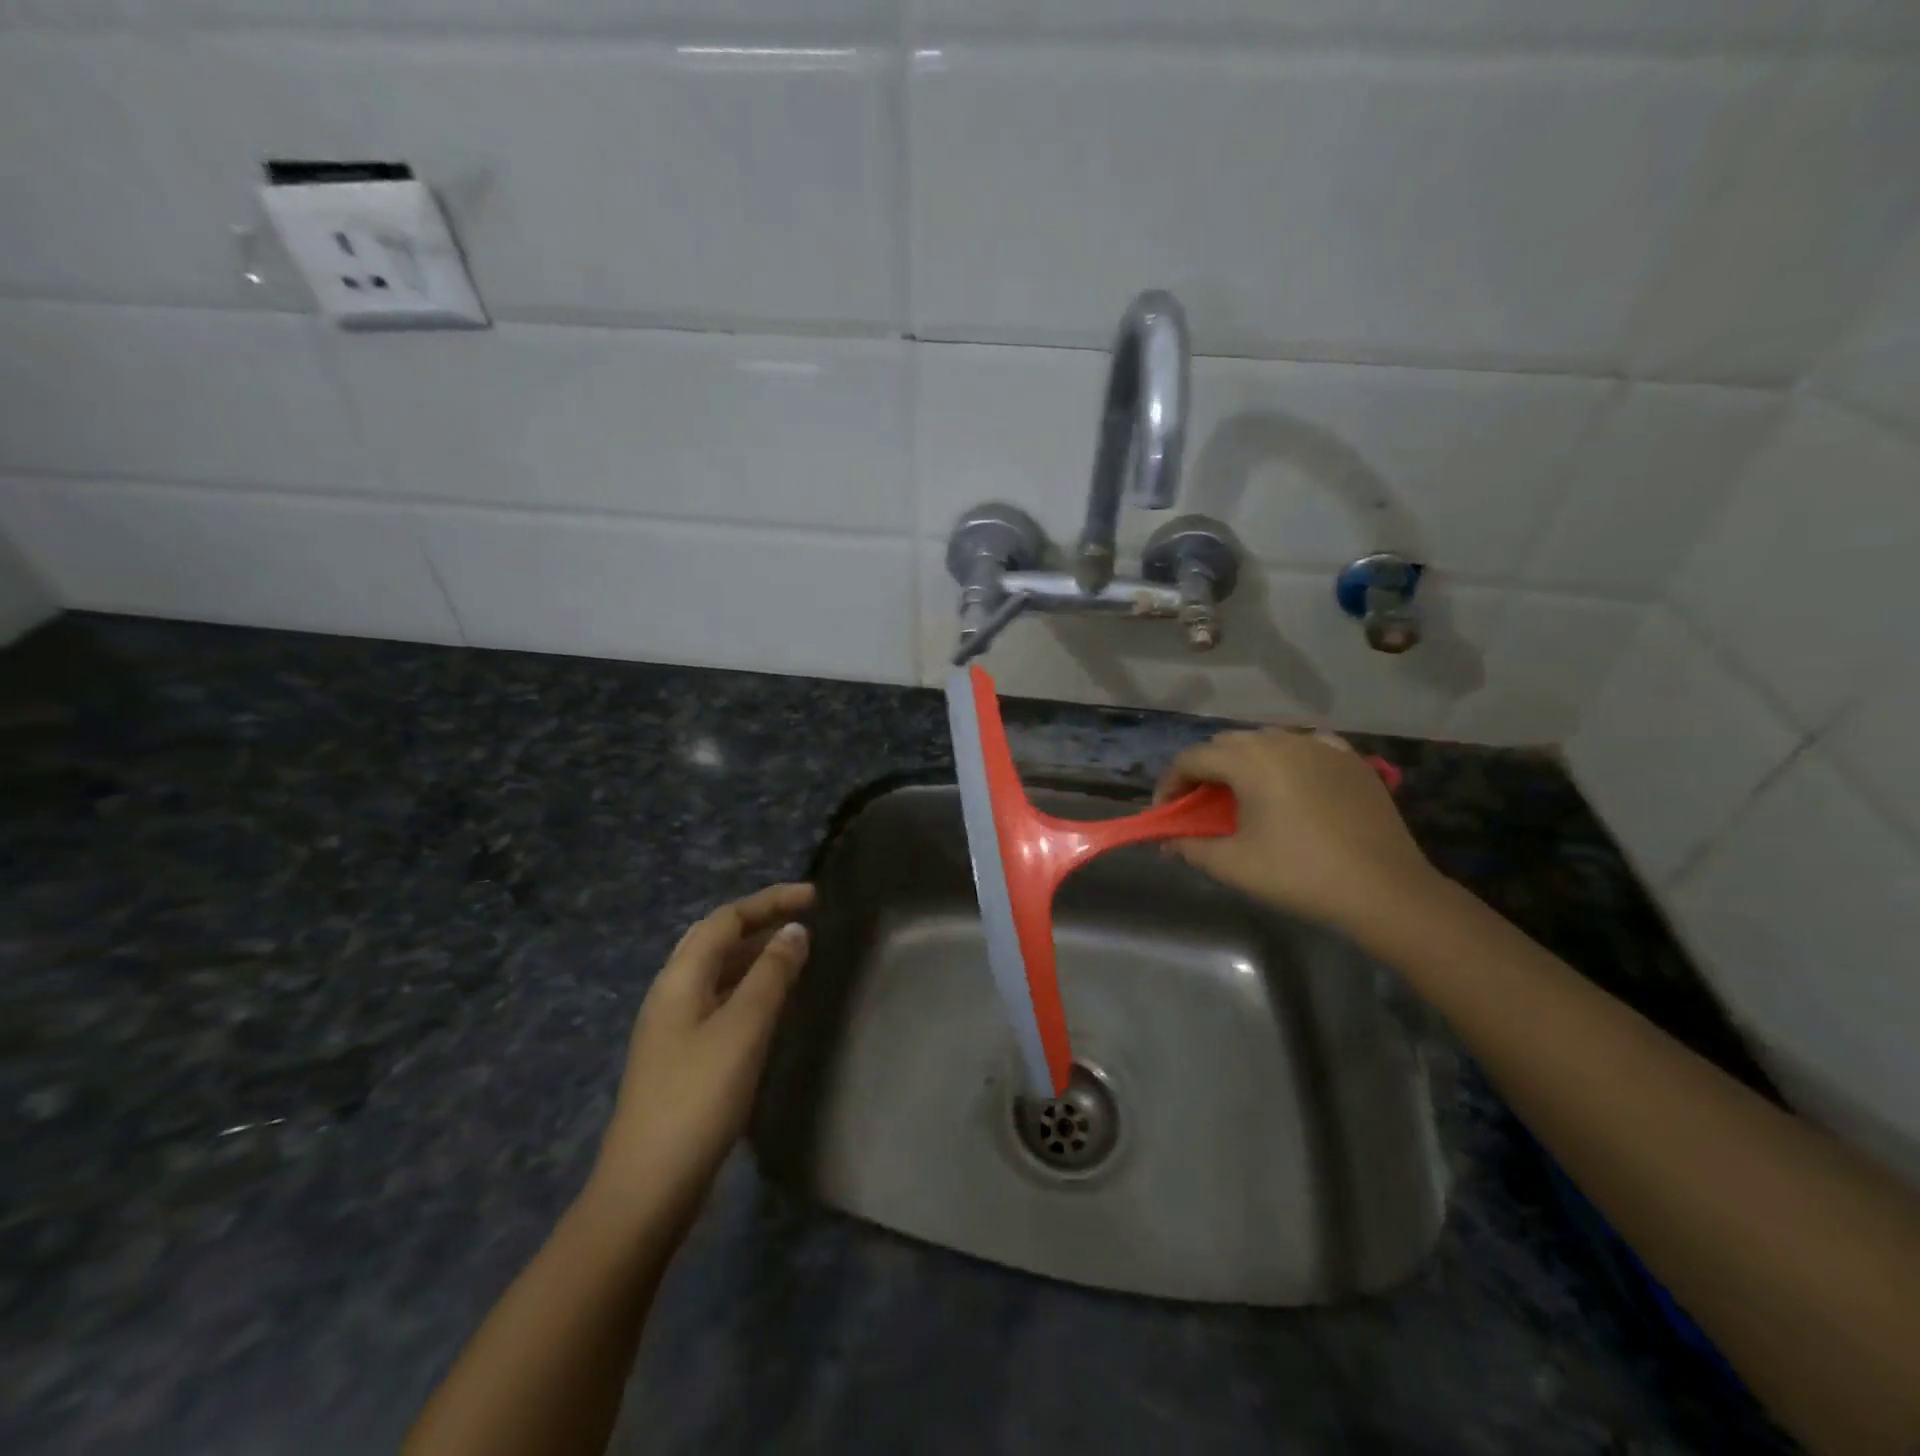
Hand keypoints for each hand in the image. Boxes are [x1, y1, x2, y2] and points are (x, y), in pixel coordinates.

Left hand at [586, 882, 813, 1235]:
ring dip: (755, 953)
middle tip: (804, 918)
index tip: (814, 897)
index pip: (726, 919)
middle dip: (760, 920)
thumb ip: (771, 975)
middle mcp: (672, 993)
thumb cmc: (698, 1099)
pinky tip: (772, 1004)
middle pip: (716, 939)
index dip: (769, 901)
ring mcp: (673, 1027)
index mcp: (680, 979)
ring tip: (796, 953)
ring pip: (718, 971)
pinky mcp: (682, 1056)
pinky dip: (749, 986)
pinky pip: (720, 1000)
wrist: (647, 1188)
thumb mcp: (743, 1029)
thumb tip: (795, 931)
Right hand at [1156, 730, 1440, 938]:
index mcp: (1251, 760)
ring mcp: (1322, 746)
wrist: (1386, 890)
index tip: (1166, 814)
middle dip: (1204, 770)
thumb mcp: (1234, 865)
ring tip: (1243, 796)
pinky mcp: (1351, 760)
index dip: (1170, 784)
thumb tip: (1168, 843)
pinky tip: (1290, 783)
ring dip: (1243, 762)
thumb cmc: (1300, 874)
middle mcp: (1283, 741)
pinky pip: (1306, 746)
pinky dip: (1286, 759)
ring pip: (1266, 741)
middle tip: (1200, 806)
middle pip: (1226, 743)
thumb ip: (1191, 847)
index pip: (1192, 758)